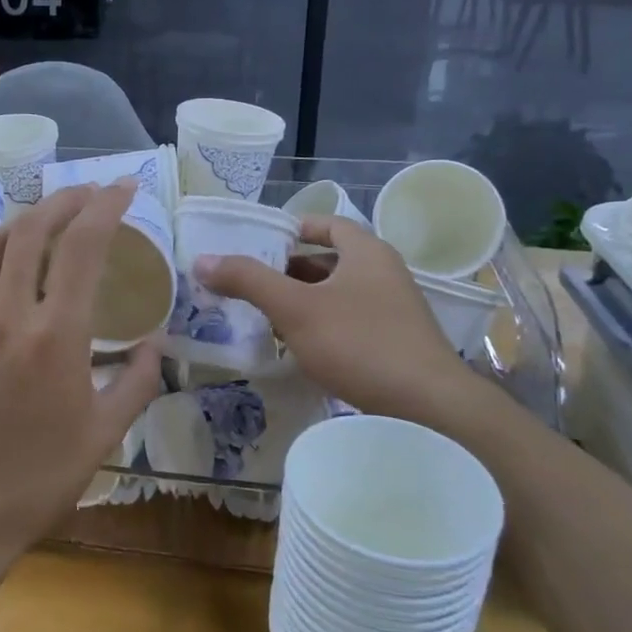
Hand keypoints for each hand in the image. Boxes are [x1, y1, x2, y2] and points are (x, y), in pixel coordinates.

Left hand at [0, 183, 161, 574]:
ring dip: (28, 220)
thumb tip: (156, 343)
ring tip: (53, 216)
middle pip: (32, 230)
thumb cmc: (40, 478)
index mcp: (55, 336)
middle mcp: (7, 316)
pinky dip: (0, 260)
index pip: (82, 247)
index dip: (106, 207)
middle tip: (90, 192)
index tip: (125, 188)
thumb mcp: (104, 434)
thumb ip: (137, 380)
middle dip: (65, 199)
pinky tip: (15, 272)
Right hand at [194, 217, 494, 432]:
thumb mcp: (295, 308)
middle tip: (251, 281)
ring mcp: (393, 310)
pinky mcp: (395, 343)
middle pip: (329, 260)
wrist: (428, 407)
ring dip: (303, 300)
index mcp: (367, 252)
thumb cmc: (359, 343)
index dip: (293, 227)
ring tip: (265, 314)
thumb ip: (249, 280)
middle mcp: (384, 273)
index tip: (260, 241)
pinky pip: (349, 322)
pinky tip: (299, 347)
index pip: (327, 224)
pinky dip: (321, 325)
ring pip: (338, 294)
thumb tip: (203, 260)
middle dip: (289, 269)